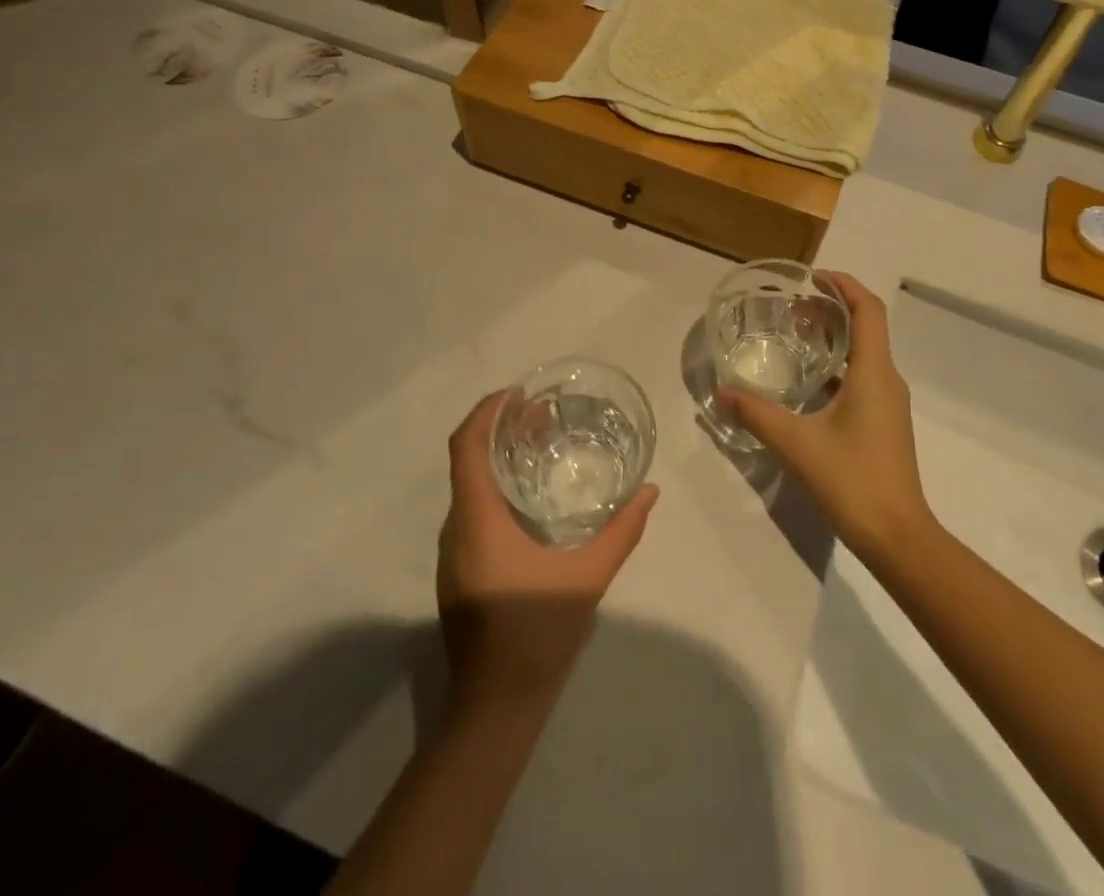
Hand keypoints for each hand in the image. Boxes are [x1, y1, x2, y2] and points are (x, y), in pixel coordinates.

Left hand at [437, 393, 658, 709]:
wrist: (494, 709)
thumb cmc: (536, 634)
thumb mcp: (588, 577)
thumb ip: (622, 531)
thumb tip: (650, 491)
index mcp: (477, 522)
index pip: (466, 447)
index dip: (486, 411)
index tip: (518, 394)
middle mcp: (455, 530)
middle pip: (468, 461)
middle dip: (501, 429)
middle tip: (543, 414)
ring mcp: (453, 553)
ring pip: (469, 486)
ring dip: (499, 459)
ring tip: (542, 446)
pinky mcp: (459, 571)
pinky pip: (472, 510)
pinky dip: (497, 487)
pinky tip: (532, 497)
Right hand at [717, 273, 934, 557]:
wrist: (898, 537)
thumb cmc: (852, 480)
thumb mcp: (797, 444)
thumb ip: (757, 414)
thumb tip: (724, 391)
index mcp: (874, 372)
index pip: (868, 310)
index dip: (845, 285)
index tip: (814, 277)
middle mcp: (887, 380)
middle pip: (866, 327)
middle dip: (833, 308)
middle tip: (794, 306)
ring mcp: (889, 403)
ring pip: (865, 353)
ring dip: (835, 337)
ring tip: (796, 335)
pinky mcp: (884, 423)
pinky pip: (863, 377)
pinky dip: (838, 365)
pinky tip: (808, 382)